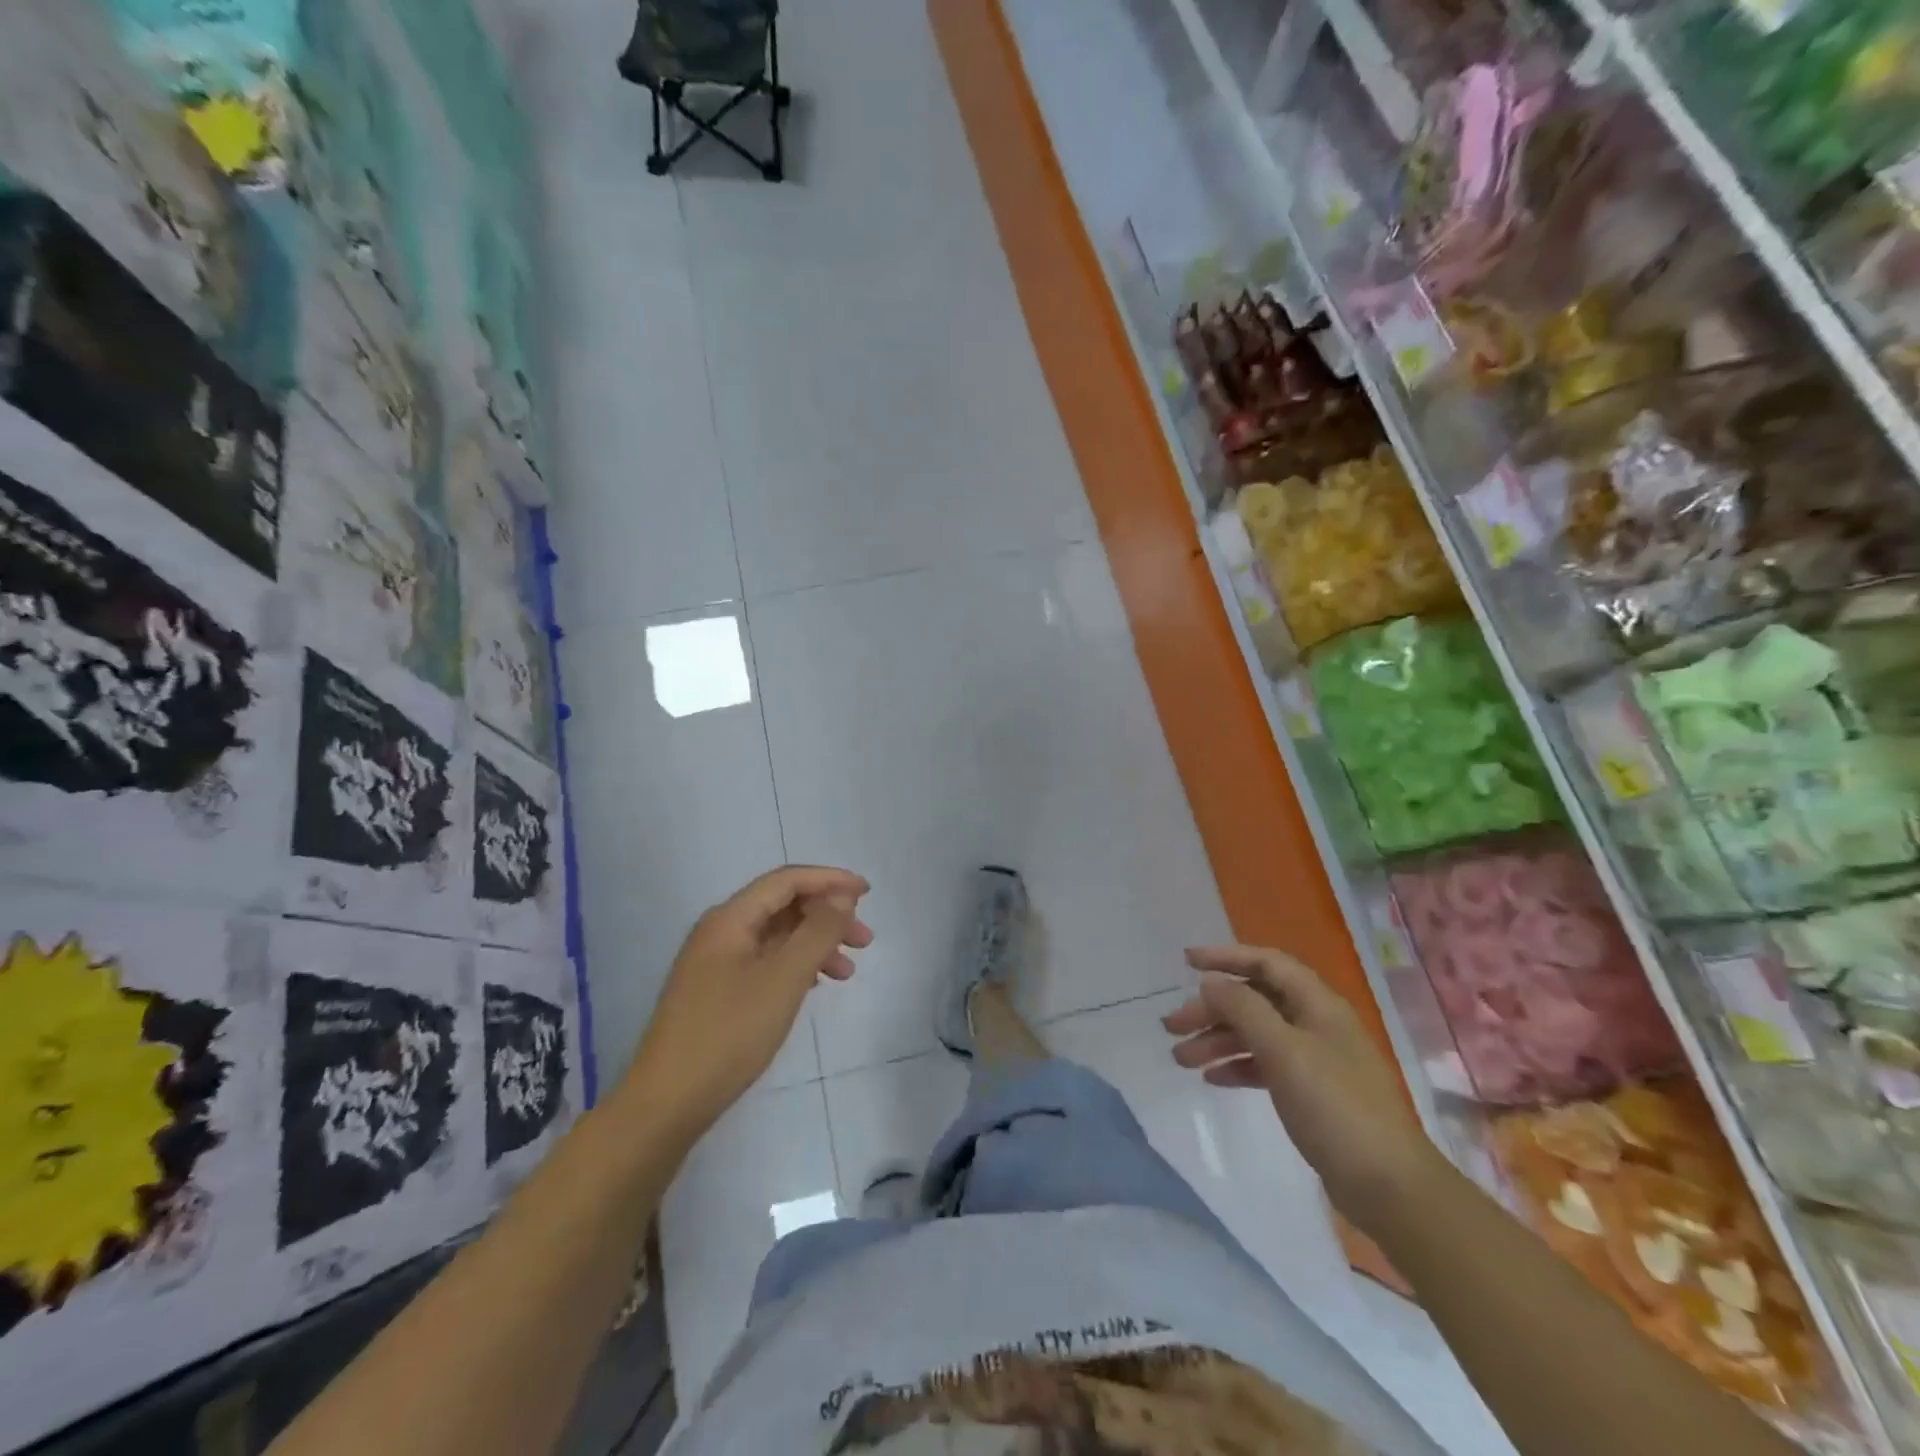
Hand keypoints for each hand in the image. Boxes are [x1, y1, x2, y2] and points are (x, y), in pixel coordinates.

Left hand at [623, 866, 871, 1138]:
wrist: (666, 1103)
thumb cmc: (729, 1034)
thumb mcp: (784, 978)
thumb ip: (818, 932)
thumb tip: (842, 896)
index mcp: (730, 919)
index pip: (787, 881)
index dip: (830, 880)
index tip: (867, 894)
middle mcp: (720, 932)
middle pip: (782, 906)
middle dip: (827, 916)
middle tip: (865, 941)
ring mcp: (715, 963)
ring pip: (776, 937)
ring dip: (815, 944)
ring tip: (847, 973)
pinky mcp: (716, 992)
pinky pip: (765, 962)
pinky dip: (796, 966)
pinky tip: (814, 985)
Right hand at [1163, 945, 1441, 1233]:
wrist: (1389, 1187)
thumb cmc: (1335, 1108)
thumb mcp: (1284, 1051)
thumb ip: (1244, 1009)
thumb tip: (1212, 982)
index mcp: (1317, 1004)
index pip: (1267, 963)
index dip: (1227, 957)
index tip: (1187, 962)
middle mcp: (1316, 1023)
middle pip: (1255, 1000)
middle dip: (1212, 1009)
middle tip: (1172, 1026)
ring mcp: (1316, 1059)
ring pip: (1257, 1034)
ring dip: (1218, 1040)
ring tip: (1180, 1059)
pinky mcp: (1312, 1093)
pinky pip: (1266, 1064)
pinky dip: (1238, 1066)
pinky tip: (1213, 1078)